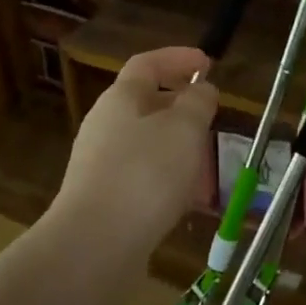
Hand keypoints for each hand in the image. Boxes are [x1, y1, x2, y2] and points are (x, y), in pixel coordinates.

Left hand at [55, 47, 218, 257]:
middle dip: (181, 106)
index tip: (208, 63)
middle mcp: (104, 125)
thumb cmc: (145, 174)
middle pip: (145, 103)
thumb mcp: (184, 129)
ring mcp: (100, 164)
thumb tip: (201, 89)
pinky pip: (142, 176)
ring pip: (146, 143)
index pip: (147, 64)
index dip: (178, 58)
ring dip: (177, 146)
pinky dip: (168, 178)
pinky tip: (188, 199)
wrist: (94, 245)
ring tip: (207, 163)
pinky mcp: (103, 199)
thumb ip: (197, 103)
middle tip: (211, 115)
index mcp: (120, 99)